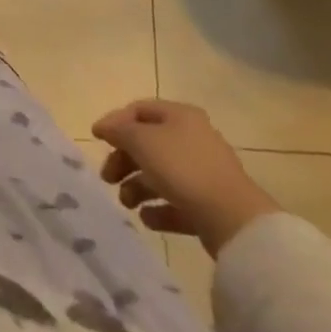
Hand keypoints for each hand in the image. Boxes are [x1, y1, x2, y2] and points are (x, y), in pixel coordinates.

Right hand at [92, 99, 280, 256]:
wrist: (234, 220)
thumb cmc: (183, 168)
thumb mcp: (141, 140)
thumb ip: (118, 131)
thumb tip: (105, 128)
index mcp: (180, 116)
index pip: (139, 110)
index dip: (115, 122)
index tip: (96, 139)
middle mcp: (193, 139)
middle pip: (148, 145)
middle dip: (123, 161)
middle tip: (107, 177)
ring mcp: (203, 174)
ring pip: (160, 175)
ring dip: (137, 187)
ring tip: (126, 203)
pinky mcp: (210, 205)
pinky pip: (177, 203)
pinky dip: (159, 209)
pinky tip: (147, 218)